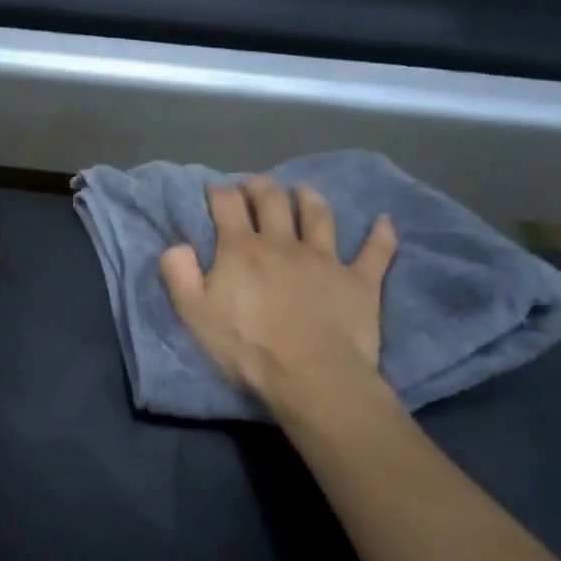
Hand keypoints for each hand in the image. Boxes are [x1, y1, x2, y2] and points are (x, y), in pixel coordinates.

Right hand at [159, 176, 397, 405]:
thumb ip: (179, 274)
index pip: (227, 205)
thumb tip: (177, 244)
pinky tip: (383, 221)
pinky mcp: (359, 280)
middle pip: (272, 200)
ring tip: (303, 191)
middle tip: (254, 185)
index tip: (214, 190)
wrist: (311, 375)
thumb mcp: (194, 314)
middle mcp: (283, 243)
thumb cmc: (246, 347)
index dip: (218, 192)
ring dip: (310, 198)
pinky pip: (375, 251)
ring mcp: (325, 258)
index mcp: (241, 249)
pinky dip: (380, 234)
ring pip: (319, 215)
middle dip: (260, 186)